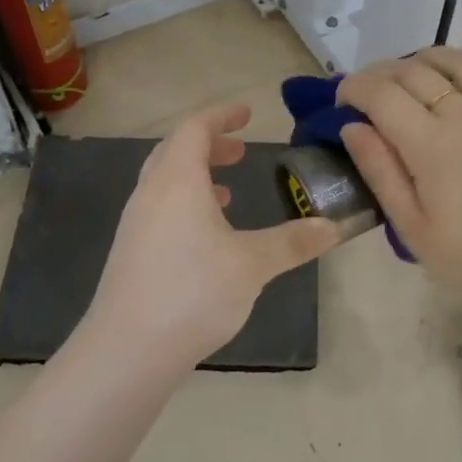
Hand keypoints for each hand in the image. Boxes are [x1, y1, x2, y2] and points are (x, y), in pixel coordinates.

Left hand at [80, 103, 341, 373]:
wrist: (128, 348)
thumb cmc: (193, 292)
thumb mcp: (252, 264)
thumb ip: (293, 242)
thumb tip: (333, 226)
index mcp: (177, 181)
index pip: (195, 128)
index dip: (222, 115)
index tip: (248, 113)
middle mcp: (150, 193)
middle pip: (175, 150)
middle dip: (209, 144)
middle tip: (240, 151)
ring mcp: (135, 224)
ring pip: (164, 181)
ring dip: (195, 175)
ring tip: (227, 193)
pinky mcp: (130, 252)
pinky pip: (159, 208)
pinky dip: (184, 204)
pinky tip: (205, 236)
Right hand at [336, 47, 461, 316]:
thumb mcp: (411, 227)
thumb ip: (380, 172)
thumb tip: (352, 127)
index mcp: (431, 147)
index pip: (382, 94)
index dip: (354, 87)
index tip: (343, 100)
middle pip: (415, 71)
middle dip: (382, 73)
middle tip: (371, 92)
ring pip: (461, 61)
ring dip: (429, 58)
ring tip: (414, 73)